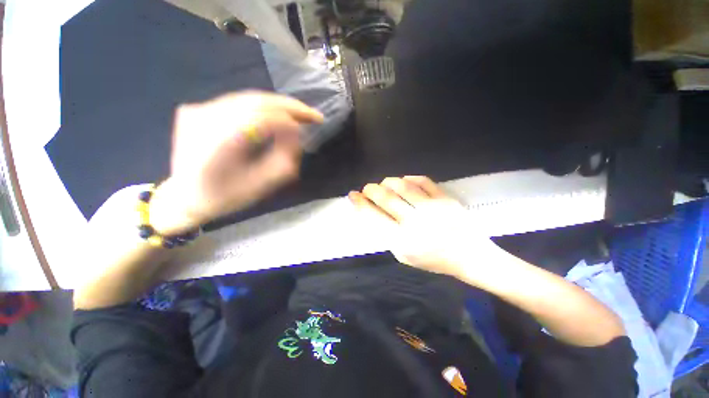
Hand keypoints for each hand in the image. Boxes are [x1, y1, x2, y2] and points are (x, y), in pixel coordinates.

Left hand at [150, 91, 322, 234]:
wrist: (185, 195)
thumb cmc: (224, 197)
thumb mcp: (258, 187)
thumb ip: (282, 163)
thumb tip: (297, 136)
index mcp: (215, 146)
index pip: (259, 119)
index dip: (289, 121)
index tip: (310, 127)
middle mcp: (203, 120)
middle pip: (255, 101)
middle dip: (290, 106)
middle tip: (314, 115)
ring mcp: (198, 111)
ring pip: (249, 98)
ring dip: (279, 105)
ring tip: (302, 114)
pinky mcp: (199, 108)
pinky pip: (240, 102)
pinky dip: (264, 106)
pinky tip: (279, 113)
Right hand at [348, 176, 500, 277]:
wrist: (469, 256)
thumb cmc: (433, 259)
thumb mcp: (404, 255)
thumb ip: (387, 235)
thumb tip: (373, 212)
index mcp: (403, 241)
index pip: (374, 217)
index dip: (360, 203)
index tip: (353, 195)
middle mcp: (415, 222)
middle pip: (386, 198)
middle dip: (371, 189)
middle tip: (367, 188)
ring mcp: (432, 208)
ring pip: (402, 185)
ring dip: (388, 181)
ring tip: (384, 183)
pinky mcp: (445, 198)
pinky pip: (422, 181)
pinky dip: (409, 178)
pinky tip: (404, 181)